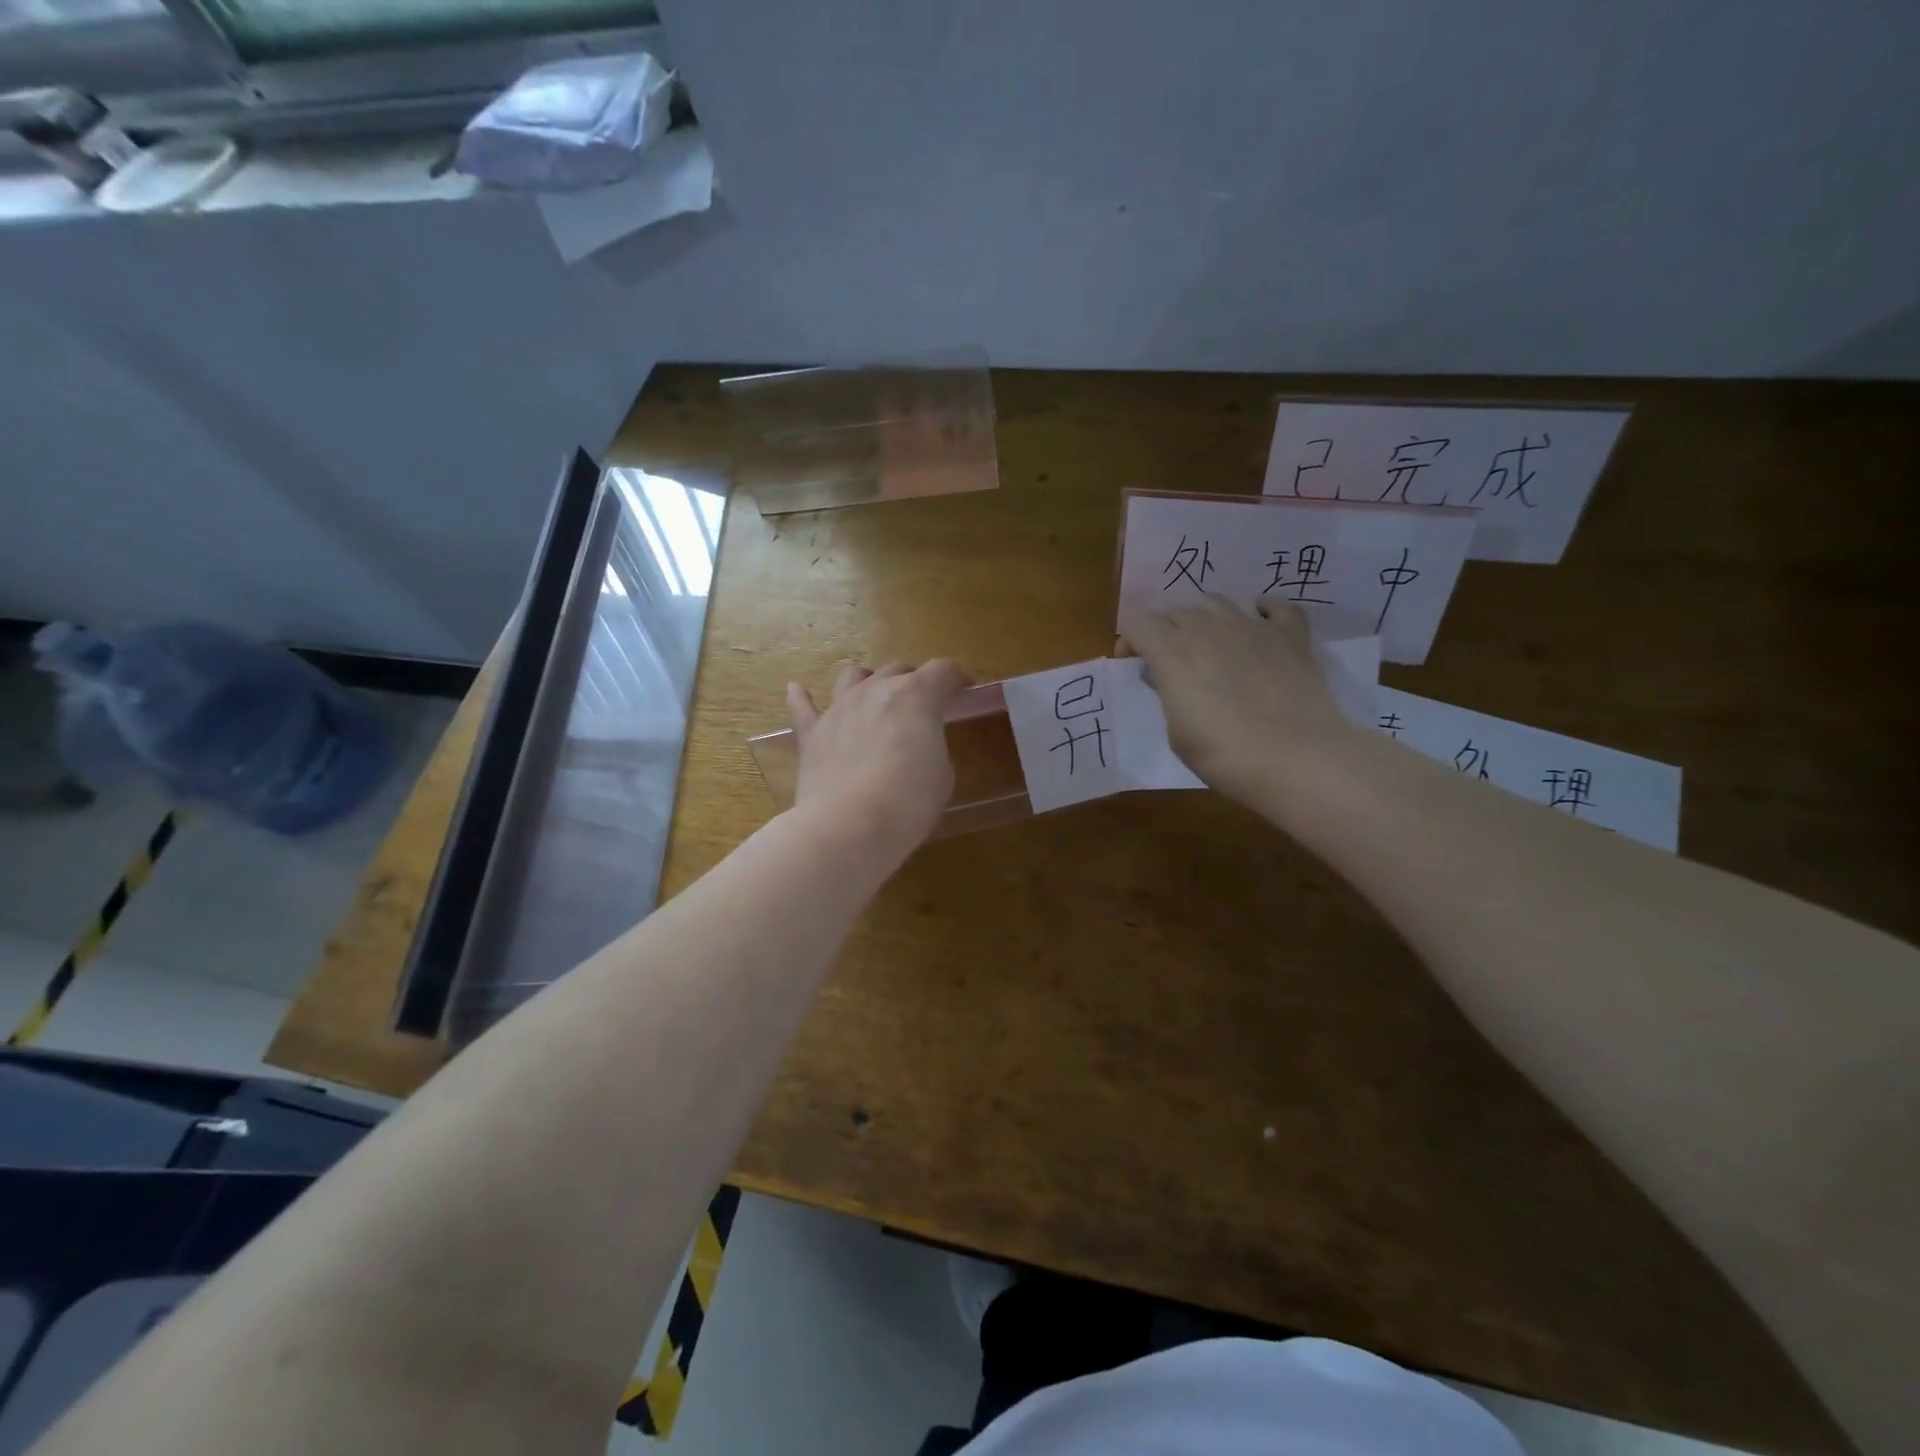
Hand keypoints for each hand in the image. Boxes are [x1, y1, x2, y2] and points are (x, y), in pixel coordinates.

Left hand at [787, 660, 971, 856]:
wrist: (849, 825)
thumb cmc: (908, 801)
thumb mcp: (941, 775)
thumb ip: (932, 749)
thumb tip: (918, 748)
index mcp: (916, 696)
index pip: (942, 671)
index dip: (956, 678)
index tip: (964, 689)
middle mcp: (875, 691)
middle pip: (897, 669)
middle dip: (914, 680)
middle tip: (923, 703)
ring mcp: (839, 708)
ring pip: (852, 676)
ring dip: (867, 680)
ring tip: (873, 693)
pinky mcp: (812, 734)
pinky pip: (802, 707)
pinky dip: (802, 697)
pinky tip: (797, 690)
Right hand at [1125, 598, 1354, 806]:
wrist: (1298, 759)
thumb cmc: (1224, 754)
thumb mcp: (1177, 732)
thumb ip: (1169, 695)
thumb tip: (1168, 678)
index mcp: (1173, 651)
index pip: (1139, 623)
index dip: (1131, 640)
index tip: (1134, 663)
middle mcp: (1209, 628)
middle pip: (1176, 611)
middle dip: (1166, 631)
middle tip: (1171, 662)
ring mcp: (1253, 626)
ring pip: (1217, 602)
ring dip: (1205, 618)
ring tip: (1210, 644)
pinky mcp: (1291, 635)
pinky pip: (1276, 607)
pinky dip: (1263, 612)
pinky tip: (1260, 626)